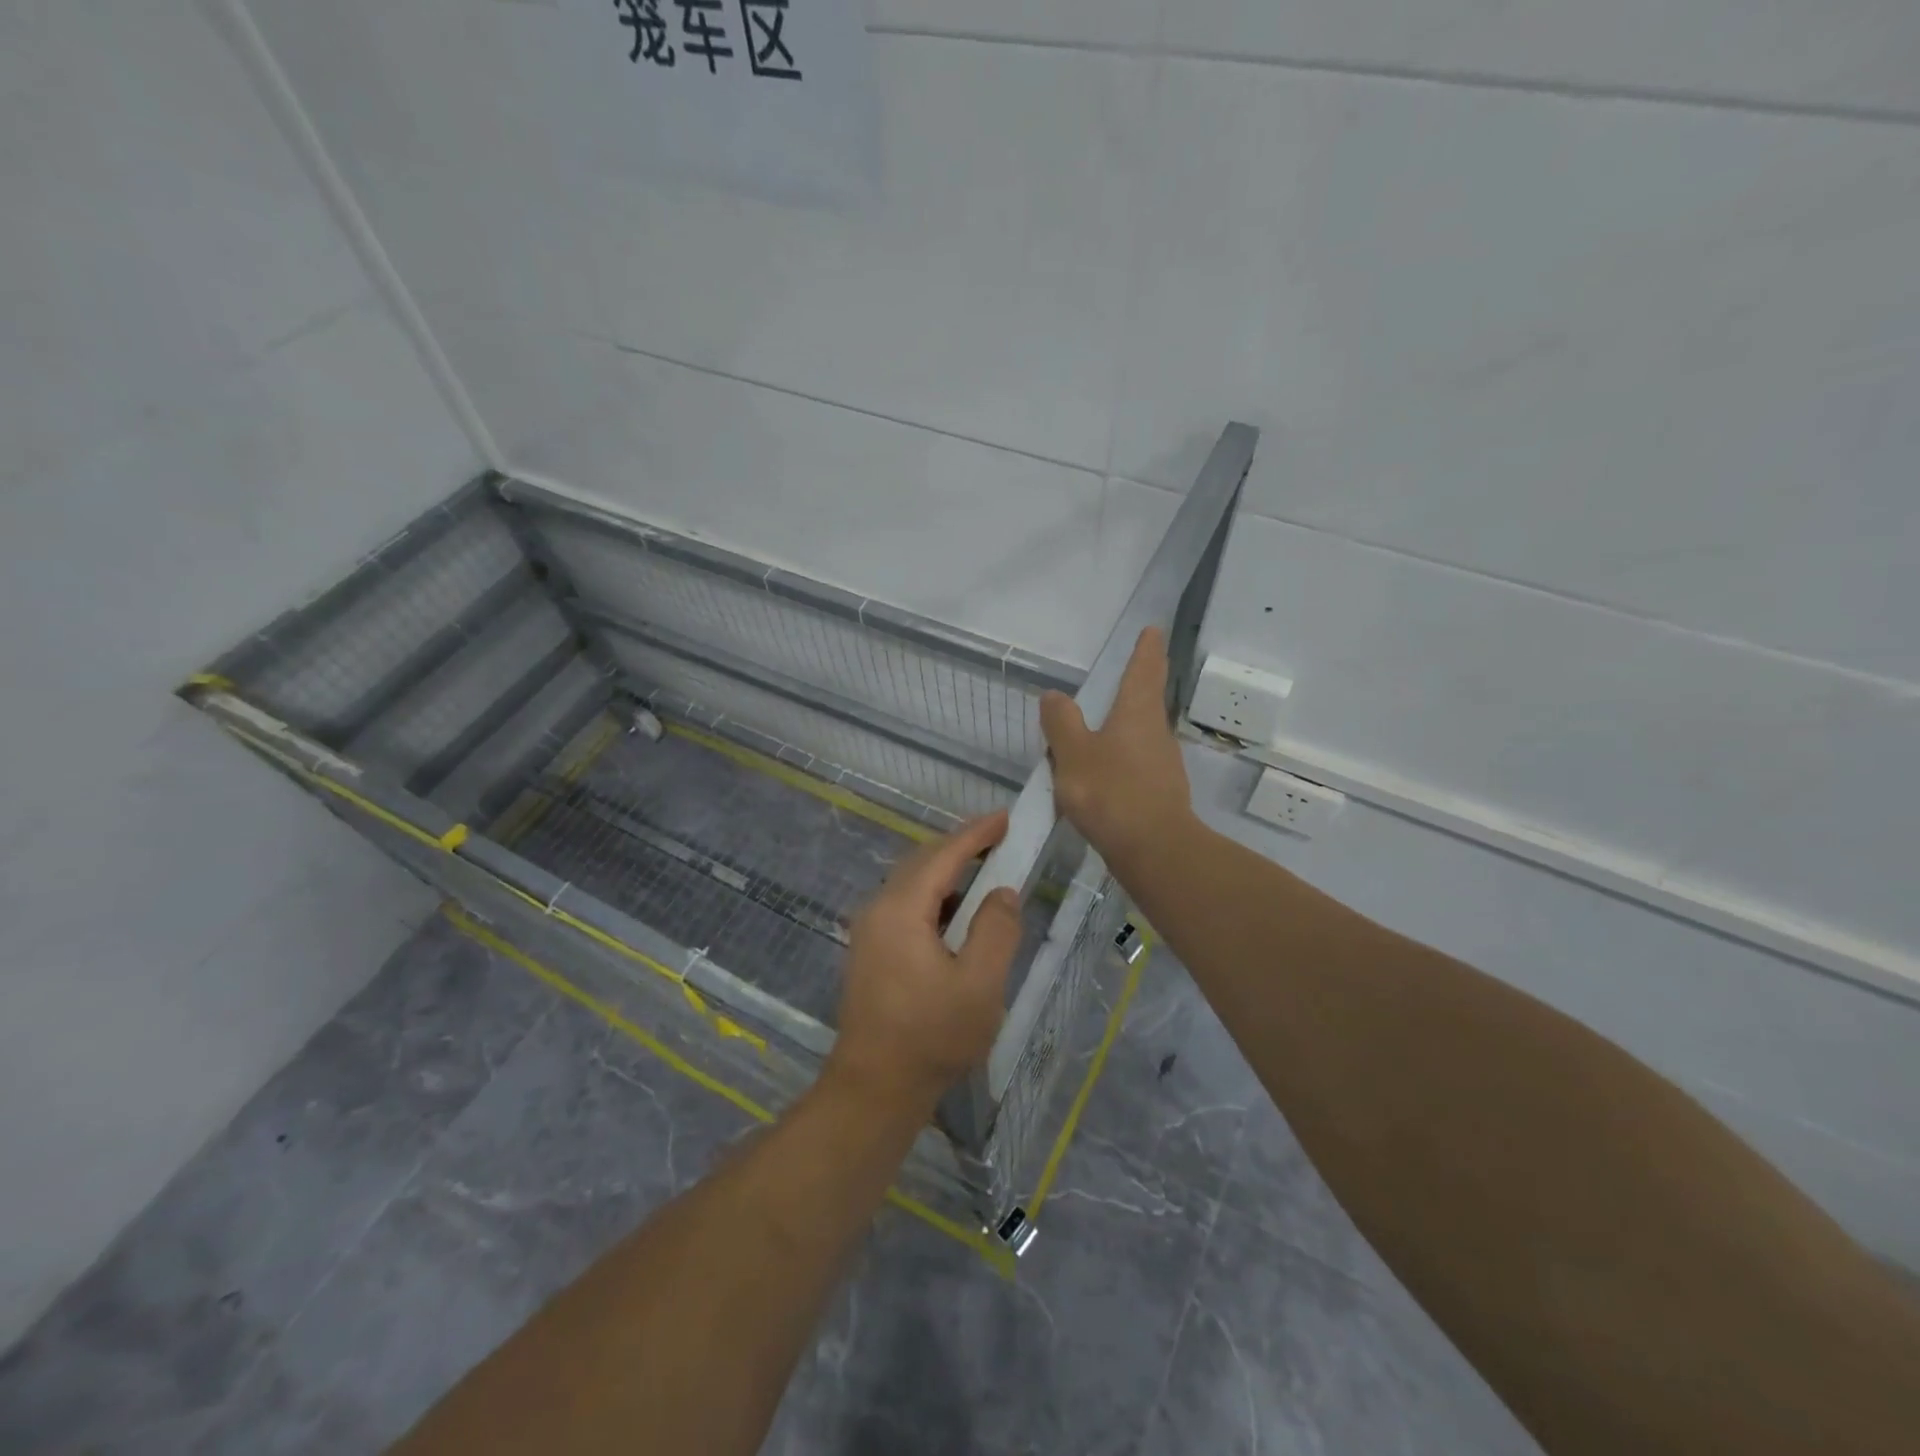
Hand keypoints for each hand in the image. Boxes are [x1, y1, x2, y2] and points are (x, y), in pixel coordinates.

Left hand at [828, 813, 1023, 1108]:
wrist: (874, 1089)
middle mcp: (878, 909)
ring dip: (947, 872)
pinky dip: (935, 897)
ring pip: (912, 883)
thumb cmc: (931, 1037)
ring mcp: (869, 931)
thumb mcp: (979, 984)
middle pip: (922, 862)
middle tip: (1001, 840)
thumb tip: (1001, 892)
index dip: (977, 833)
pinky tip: (957, 914)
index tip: (1007, 817)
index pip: (943, 855)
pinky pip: (905, 906)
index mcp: (901, 909)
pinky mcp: (870, 951)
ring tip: (985, 871)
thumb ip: (996, 930)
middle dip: (961, 847)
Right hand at [1040, 627, 1194, 868]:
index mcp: (1137, 713)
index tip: (1153, 631)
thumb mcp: (1073, 753)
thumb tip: (1054, 696)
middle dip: (1138, 686)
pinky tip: (1100, 779)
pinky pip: (1134, 766)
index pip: (1143, 670)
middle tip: (1132, 671)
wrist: (1153, 850)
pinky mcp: (1159, 794)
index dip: (1146, 649)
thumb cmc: (1110, 792)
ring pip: (1139, 736)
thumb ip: (1061, 723)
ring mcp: (1162, 765)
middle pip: (1146, 701)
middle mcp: (1155, 733)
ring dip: (1122, 728)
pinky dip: (1119, 762)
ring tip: (1097, 732)